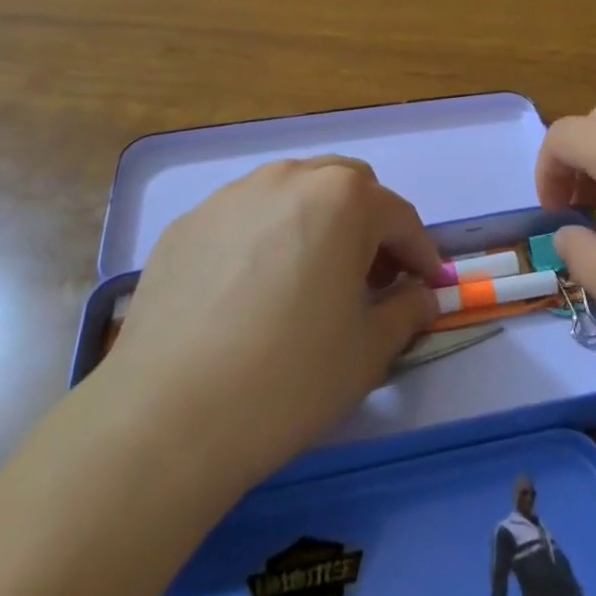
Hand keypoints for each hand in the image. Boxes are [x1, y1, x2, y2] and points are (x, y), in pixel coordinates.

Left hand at [92, 156, 445, 488]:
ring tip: (310, 278)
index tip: (428, 286)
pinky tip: (251, 292)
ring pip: (292, 193)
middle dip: (369, 224)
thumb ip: (407, 310)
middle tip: (370, 277)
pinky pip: (244, 217)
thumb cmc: (289, 378)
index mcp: (342, 199)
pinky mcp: (188, 224)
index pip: (399, 216)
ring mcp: (231, 196)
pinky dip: (265, 238)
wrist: (168, 416)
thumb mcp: (369, 351)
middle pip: (346, 187)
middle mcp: (288, 179)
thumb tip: (419, 295)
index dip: (421, 253)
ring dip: (316, 223)